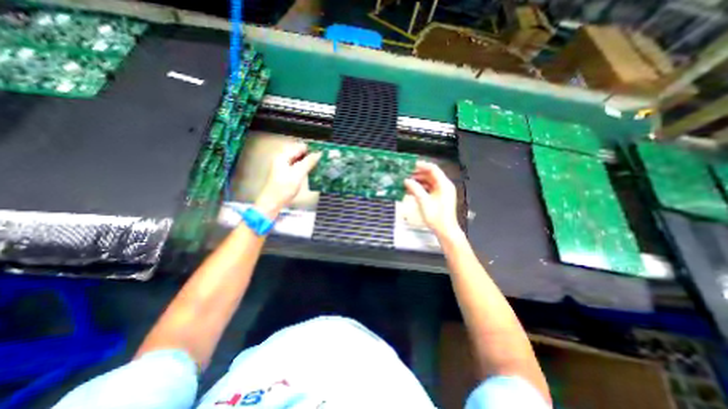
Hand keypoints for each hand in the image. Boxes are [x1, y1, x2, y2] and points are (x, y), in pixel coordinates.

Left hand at [256, 143, 321, 216]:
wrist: (273, 202)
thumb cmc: (284, 187)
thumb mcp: (298, 174)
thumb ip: (308, 162)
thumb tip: (319, 153)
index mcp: (283, 156)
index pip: (300, 147)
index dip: (311, 149)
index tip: (322, 153)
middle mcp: (283, 159)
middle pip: (299, 153)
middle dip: (310, 155)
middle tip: (322, 159)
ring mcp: (284, 166)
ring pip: (299, 160)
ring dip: (308, 162)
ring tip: (320, 164)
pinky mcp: (286, 174)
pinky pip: (297, 167)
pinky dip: (304, 167)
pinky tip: (312, 171)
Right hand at [405, 163, 458, 236]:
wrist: (445, 231)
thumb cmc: (436, 216)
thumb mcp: (423, 201)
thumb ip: (415, 188)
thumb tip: (406, 180)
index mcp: (444, 184)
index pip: (433, 169)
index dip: (422, 165)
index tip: (410, 165)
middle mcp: (444, 186)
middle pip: (430, 175)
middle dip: (418, 174)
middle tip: (405, 173)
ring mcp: (441, 192)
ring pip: (428, 182)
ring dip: (418, 182)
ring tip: (406, 182)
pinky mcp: (438, 198)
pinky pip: (428, 189)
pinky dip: (420, 189)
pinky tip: (410, 190)